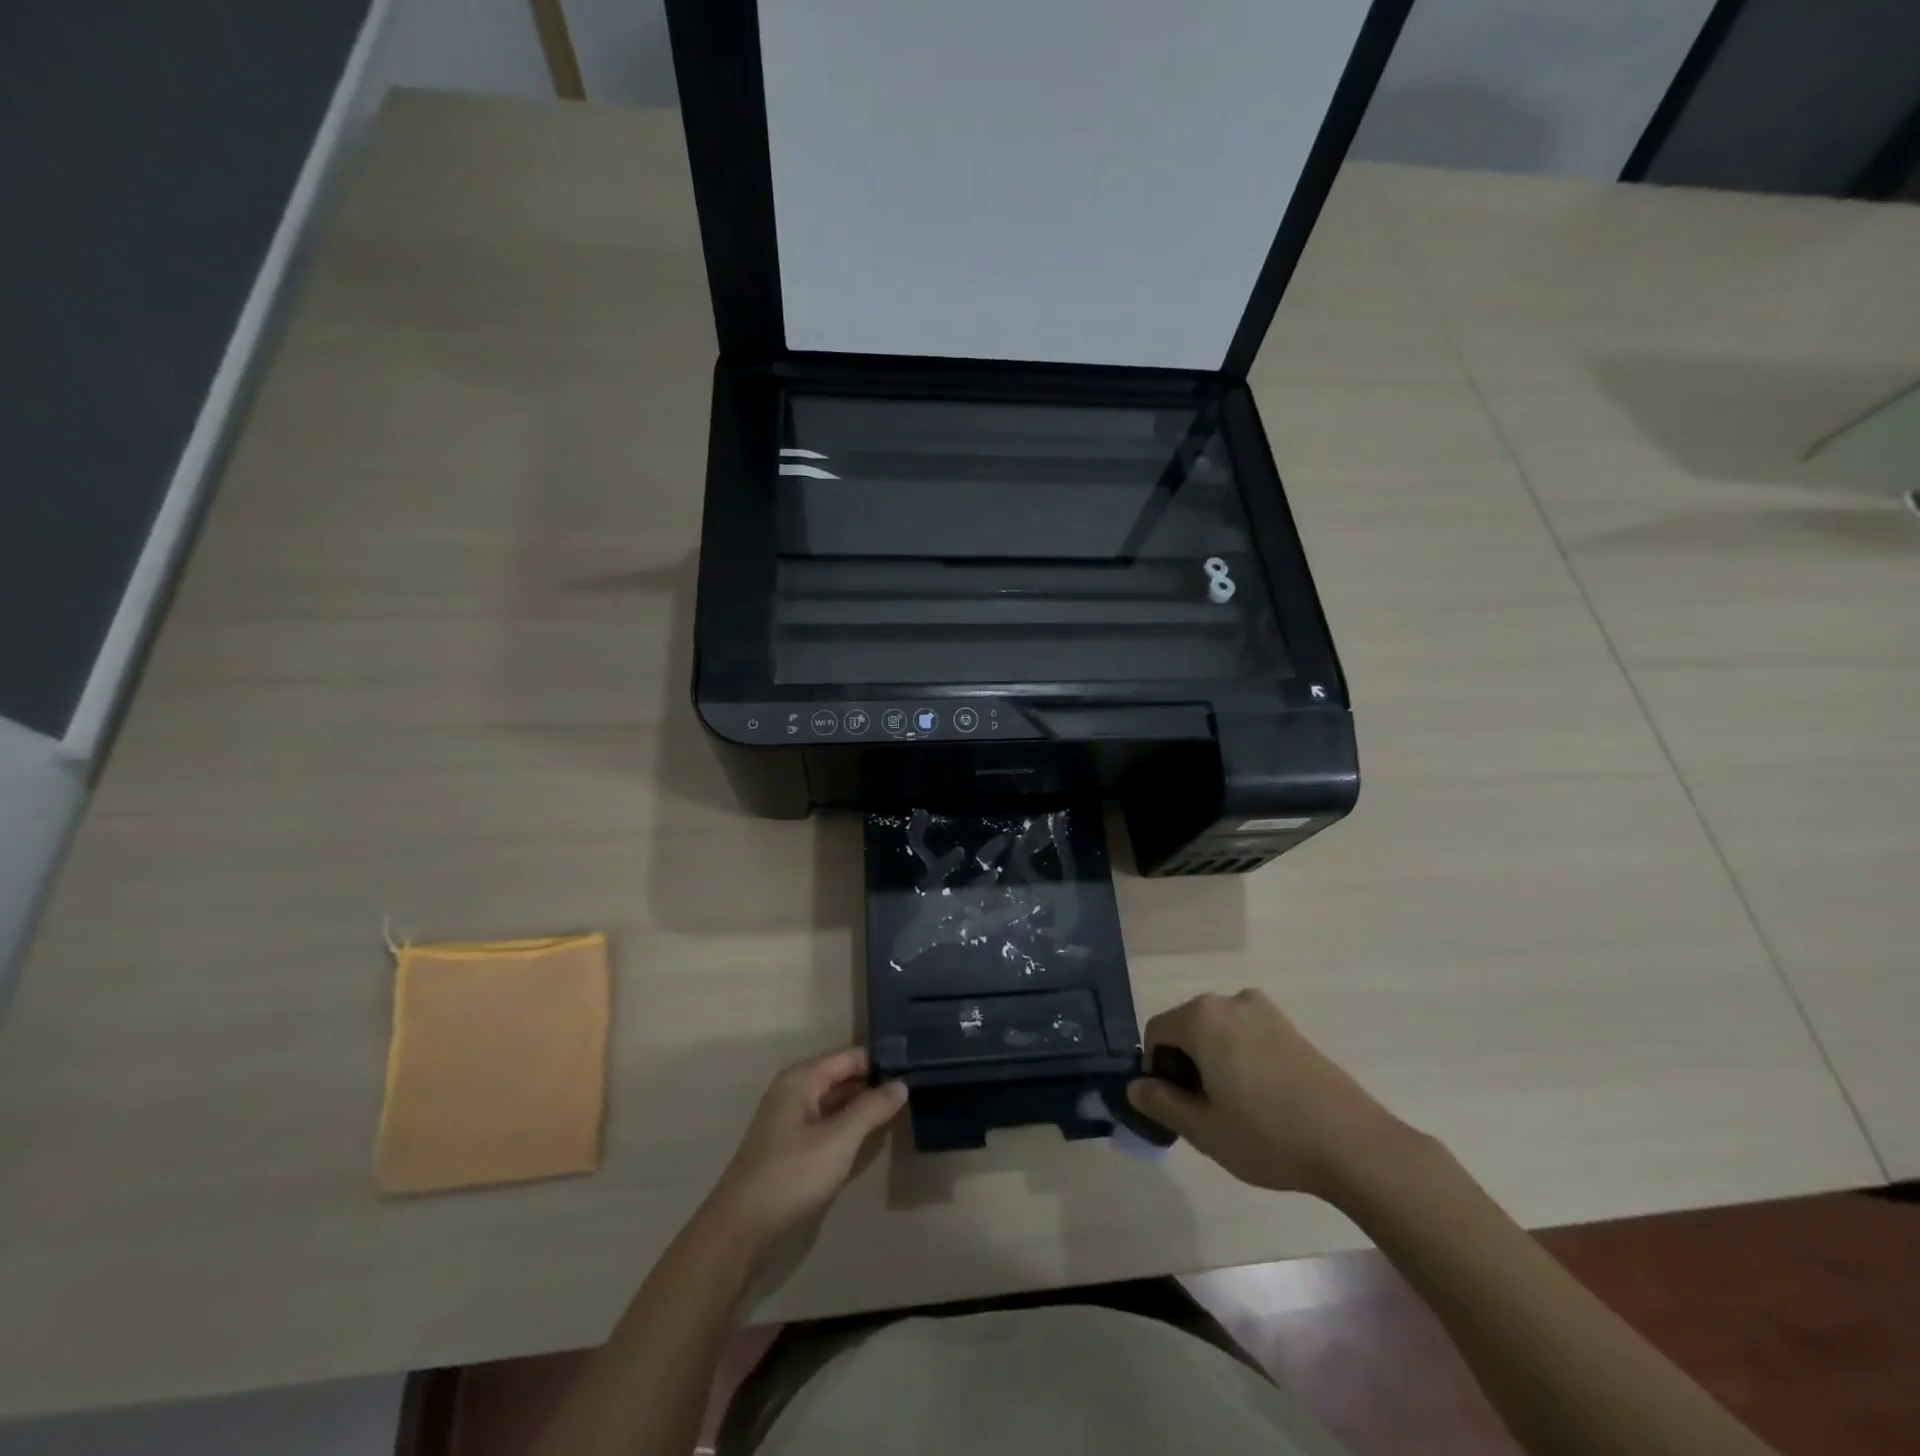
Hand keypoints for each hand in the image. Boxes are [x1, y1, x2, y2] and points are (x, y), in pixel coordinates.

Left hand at [705, 1048, 906, 1253]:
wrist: (740, 1228)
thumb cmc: (791, 1175)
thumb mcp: (838, 1140)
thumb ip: (871, 1108)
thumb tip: (902, 1084)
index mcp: (802, 1079)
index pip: (850, 1057)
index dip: (881, 1062)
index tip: (915, 1069)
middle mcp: (795, 1090)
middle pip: (842, 1076)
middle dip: (874, 1083)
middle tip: (915, 1090)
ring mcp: (790, 1118)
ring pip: (835, 1101)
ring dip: (863, 1106)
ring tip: (901, 1108)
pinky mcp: (790, 1145)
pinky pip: (827, 1122)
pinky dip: (848, 1124)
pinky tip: (871, 1134)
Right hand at [1127, 990, 1415, 1206]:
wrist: (1354, 1144)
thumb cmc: (1267, 1134)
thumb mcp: (1203, 1129)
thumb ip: (1161, 1103)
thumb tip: (1135, 1087)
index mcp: (1202, 1017)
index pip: (1156, 1032)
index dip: (1156, 1070)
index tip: (1174, 1107)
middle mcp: (1230, 1002)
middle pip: (1187, 1028)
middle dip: (1185, 1065)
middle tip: (1203, 1113)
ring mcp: (1265, 1012)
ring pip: (1218, 1032)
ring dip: (1213, 1063)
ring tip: (1234, 1109)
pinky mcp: (1291, 1028)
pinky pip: (1247, 1036)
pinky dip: (1240, 1060)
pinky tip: (1262, 1100)